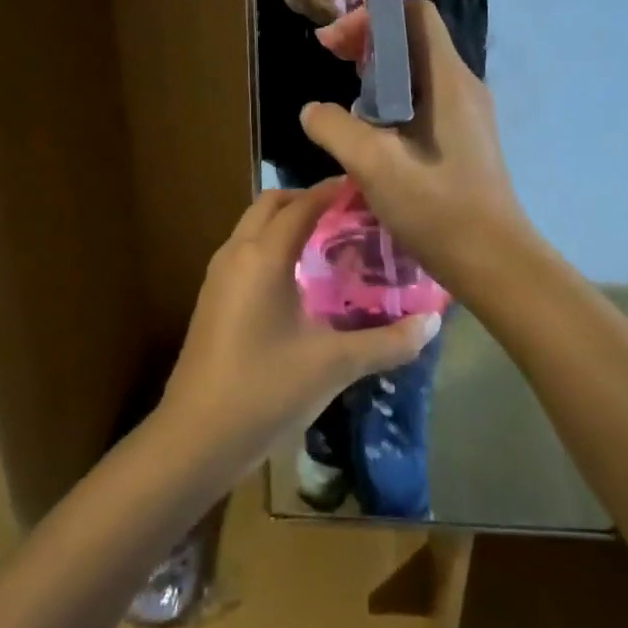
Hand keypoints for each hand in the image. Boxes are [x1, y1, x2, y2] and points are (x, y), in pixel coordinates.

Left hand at [160, 183, 439, 471]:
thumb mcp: (335, 365)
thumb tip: (433, 323)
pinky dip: (271, 246)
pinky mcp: (212, 300)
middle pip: (271, 204)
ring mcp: (218, 277)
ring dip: (287, 222)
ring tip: (329, 240)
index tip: (369, 188)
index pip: (303, 204)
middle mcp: (236, 254)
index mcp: (263, 257)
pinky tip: (299, 279)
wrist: (194, 439)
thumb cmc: (265, 391)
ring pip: (253, 227)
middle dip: (308, 199)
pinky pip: (245, 252)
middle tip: (350, 214)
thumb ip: (388, 342)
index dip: (335, 191)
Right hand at [300, 0, 532, 289]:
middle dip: (369, 42)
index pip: (416, 14)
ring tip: (347, 98)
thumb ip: (336, 129)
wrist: (493, 261)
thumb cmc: (437, 208)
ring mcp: (468, 113)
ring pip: (419, 72)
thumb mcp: (374, 165)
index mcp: (448, 80)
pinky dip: (394, 100)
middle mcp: (463, 86)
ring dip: (380, 74)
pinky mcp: (466, 138)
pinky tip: (373, 132)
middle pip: (415, 39)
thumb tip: (312, 110)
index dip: (372, 16)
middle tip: (332, 61)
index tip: (334, 43)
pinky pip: (426, 100)